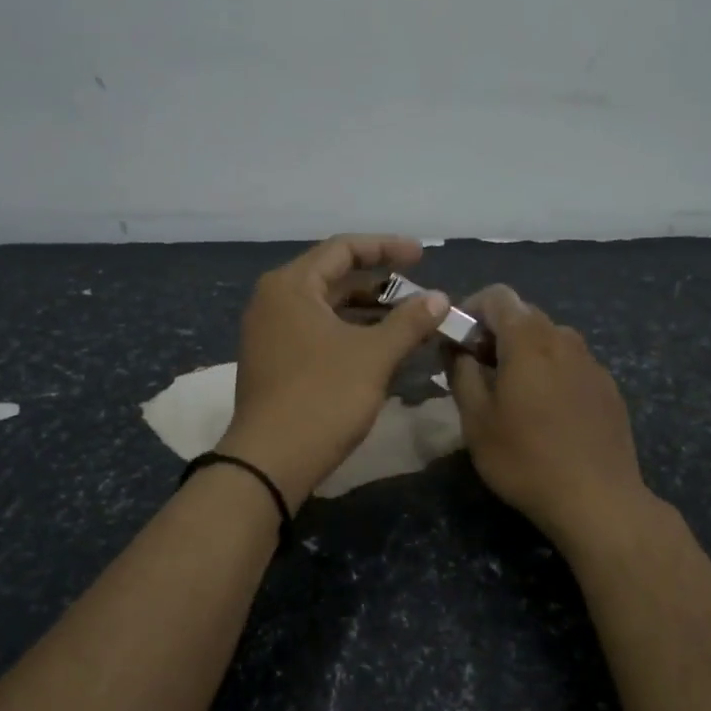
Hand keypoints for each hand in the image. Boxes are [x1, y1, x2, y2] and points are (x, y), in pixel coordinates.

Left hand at [219, 235, 451, 504]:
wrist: (271, 462)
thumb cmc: (323, 398)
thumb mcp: (374, 356)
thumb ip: (410, 321)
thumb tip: (440, 297)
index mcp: (291, 286)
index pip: (343, 249)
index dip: (386, 248)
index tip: (422, 256)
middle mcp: (274, 301)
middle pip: (334, 278)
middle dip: (380, 284)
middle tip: (419, 293)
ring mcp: (271, 333)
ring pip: (328, 309)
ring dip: (369, 312)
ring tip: (410, 322)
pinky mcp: (275, 361)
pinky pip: (318, 332)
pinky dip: (351, 334)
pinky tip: (382, 349)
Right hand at [446, 286, 654, 546]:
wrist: (598, 500)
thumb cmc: (525, 459)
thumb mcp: (476, 420)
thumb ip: (461, 373)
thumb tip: (455, 347)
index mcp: (528, 341)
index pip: (497, 296)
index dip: (471, 309)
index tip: (458, 341)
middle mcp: (564, 339)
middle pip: (525, 315)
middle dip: (496, 333)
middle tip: (479, 371)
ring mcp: (592, 363)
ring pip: (550, 339)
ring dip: (525, 353)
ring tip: (513, 394)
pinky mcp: (608, 387)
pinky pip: (572, 364)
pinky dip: (552, 372)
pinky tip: (548, 414)